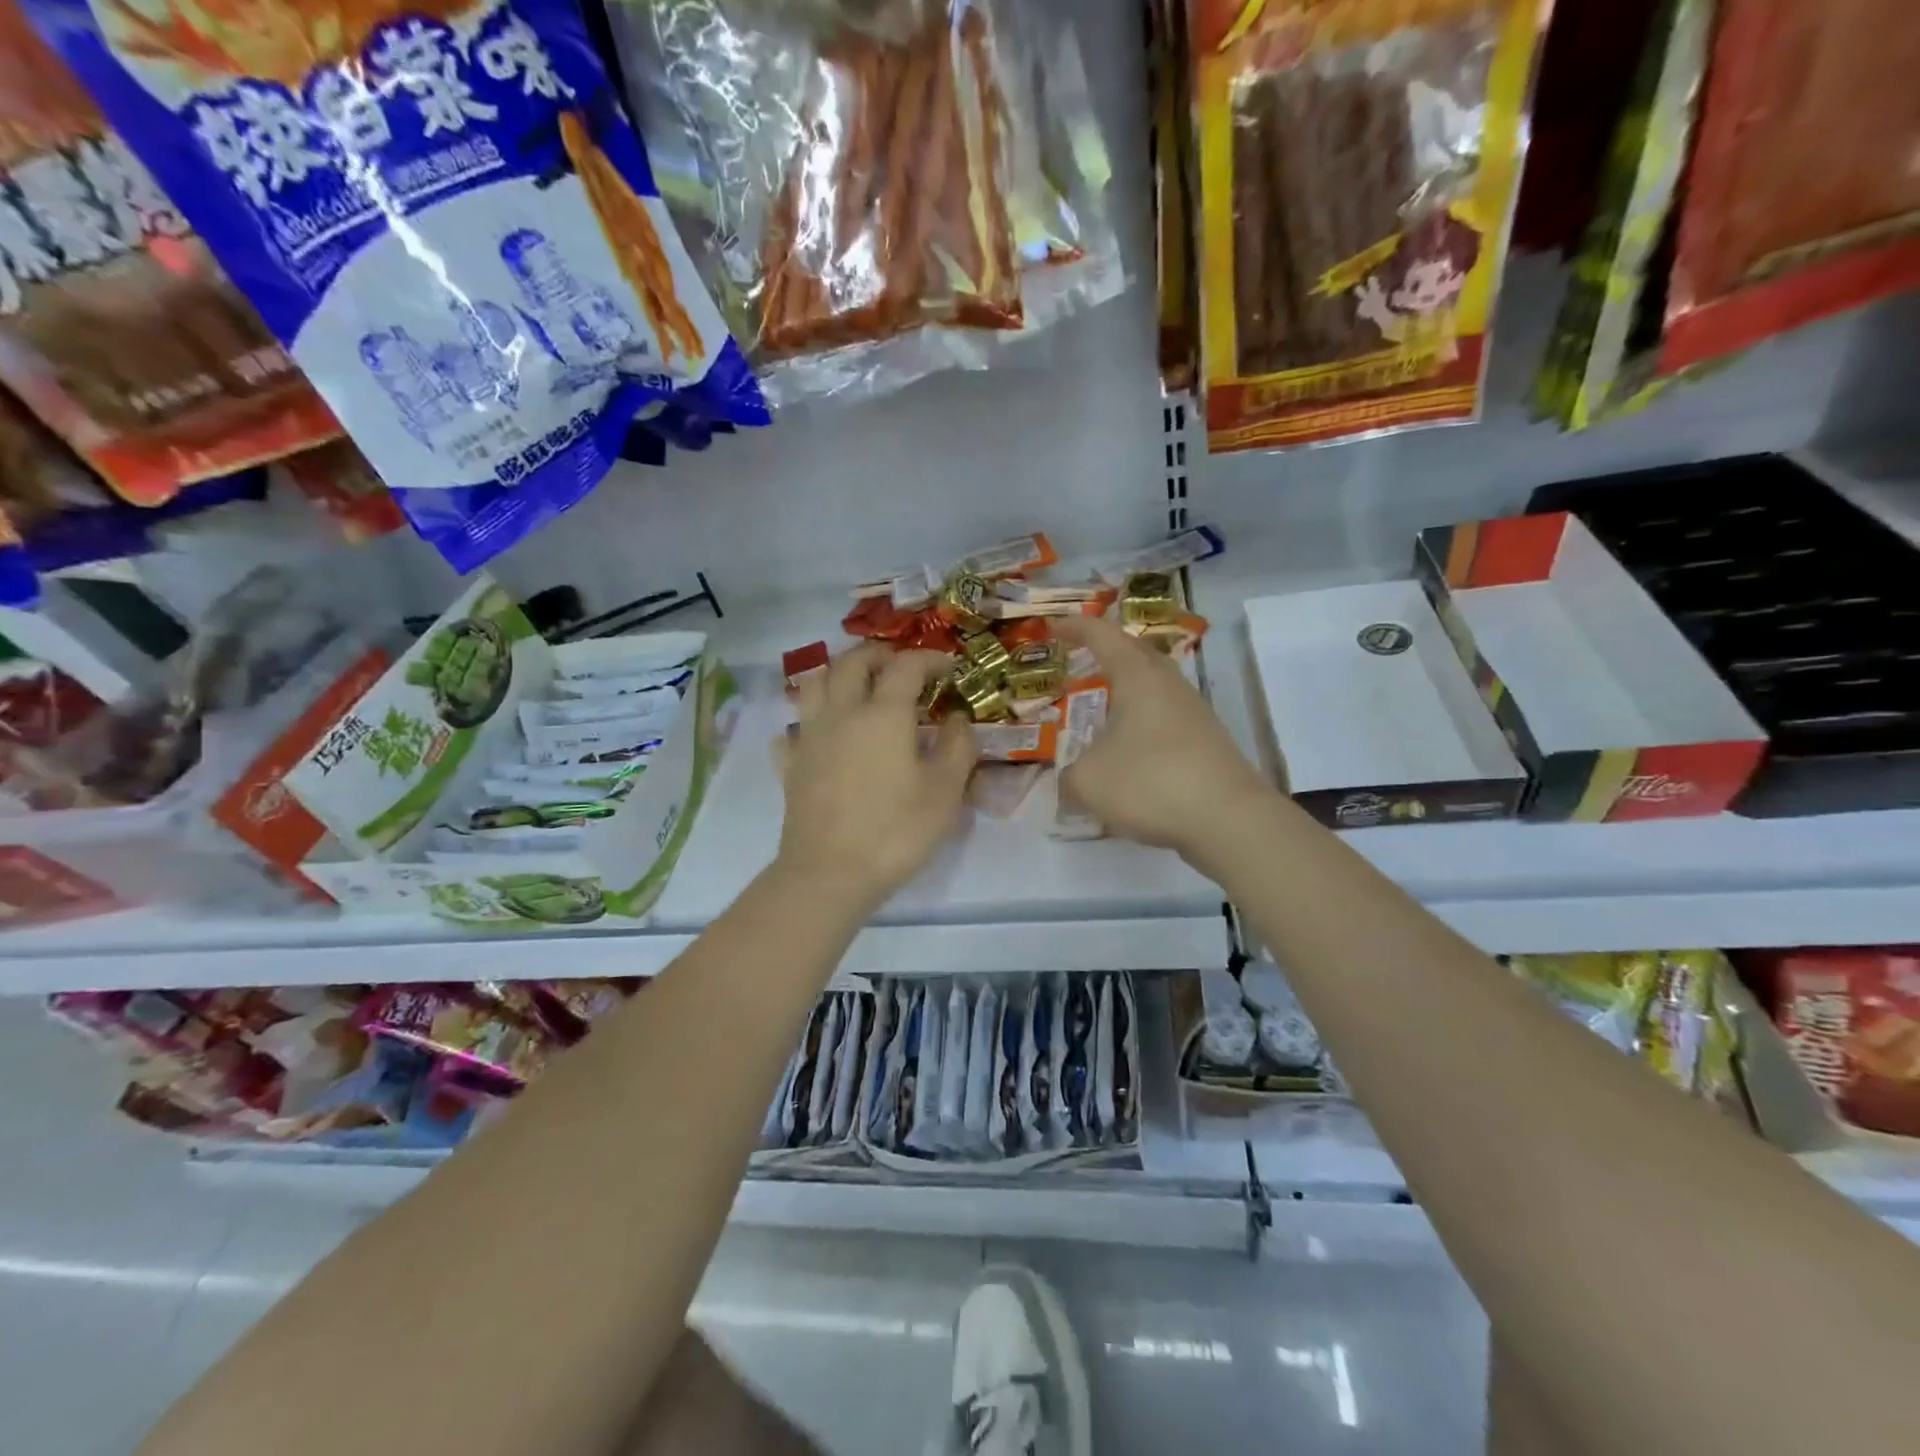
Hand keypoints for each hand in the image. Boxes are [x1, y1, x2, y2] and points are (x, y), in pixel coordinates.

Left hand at [775, 646, 975, 910]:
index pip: (906, 666)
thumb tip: (957, 719)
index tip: (948, 666)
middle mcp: (842, 713)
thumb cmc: (895, 831)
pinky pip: (793, 729)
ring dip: (838, 674)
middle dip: (879, 654)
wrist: (830, 873)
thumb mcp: (945, 792)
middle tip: (899, 666)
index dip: (929, 658)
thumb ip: (957, 747)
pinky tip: (821, 736)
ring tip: (857, 687)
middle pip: (852, 662)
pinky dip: (809, 722)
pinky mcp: (790, 764)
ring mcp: (809, 737)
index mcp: (883, 714)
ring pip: (815, 683)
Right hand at [1053, 616, 1273, 868]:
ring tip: (1102, 709)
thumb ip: (1069, 775)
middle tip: (1080, 662)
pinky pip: (1166, 718)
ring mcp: (1194, 713)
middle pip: (1136, 654)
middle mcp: (1169, 685)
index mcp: (1138, 677)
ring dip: (1127, 691)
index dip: (1075, 627)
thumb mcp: (1089, 781)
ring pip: (1155, 687)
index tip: (1052, 627)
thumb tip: (1070, 780)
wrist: (1230, 820)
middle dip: (1107, 653)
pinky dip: (1141, 723)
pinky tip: (1129, 751)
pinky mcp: (1207, 742)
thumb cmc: (1150, 782)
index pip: (1103, 636)